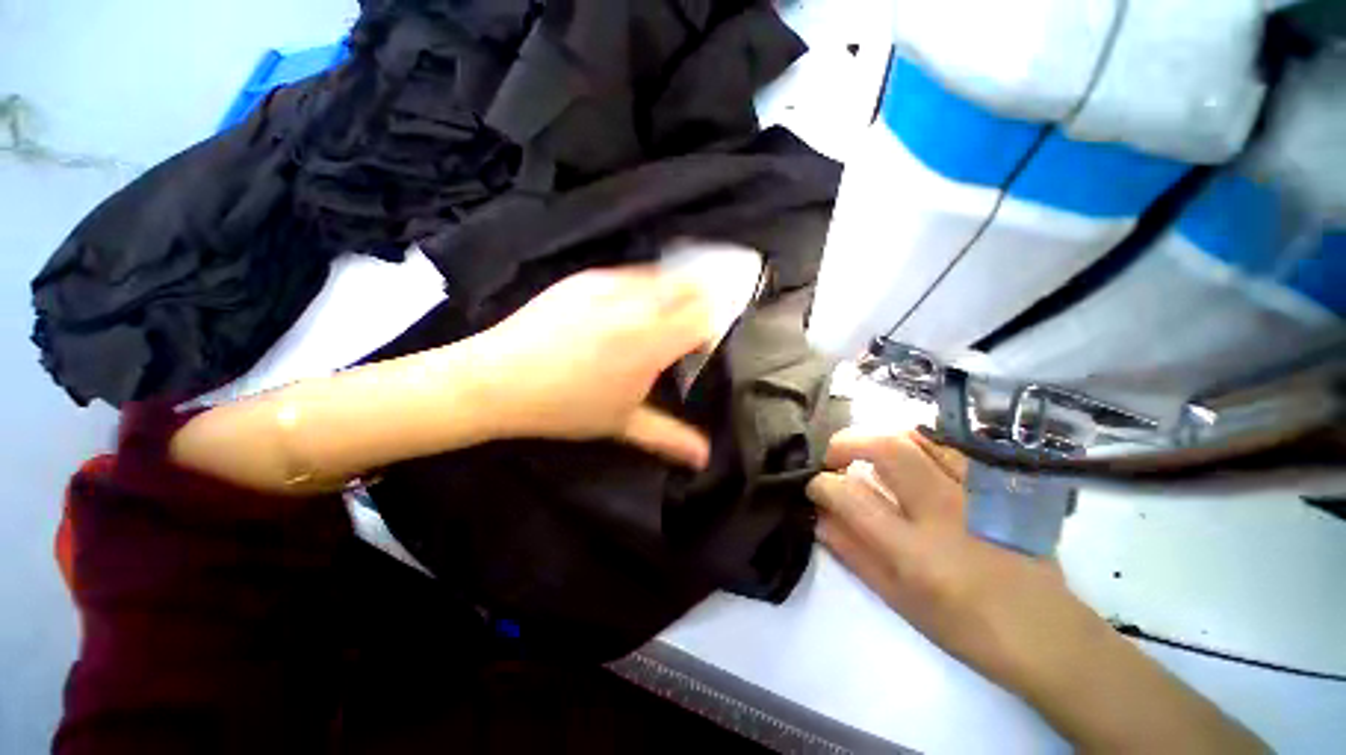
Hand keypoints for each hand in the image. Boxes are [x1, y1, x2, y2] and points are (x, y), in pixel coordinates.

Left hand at [471, 265, 713, 467]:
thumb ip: (670, 436)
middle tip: (682, 332)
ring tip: (653, 321)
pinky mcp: (587, 277)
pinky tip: (624, 311)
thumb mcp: (622, 423)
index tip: (696, 350)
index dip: (708, 332)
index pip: (703, 319)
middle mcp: (637, 307)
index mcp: (650, 344)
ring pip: (662, 277)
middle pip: (690, 288)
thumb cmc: (565, 407)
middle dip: (697, 306)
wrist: (498, 380)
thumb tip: (705, 457)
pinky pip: (631, 275)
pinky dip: (642, 288)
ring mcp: (610, 285)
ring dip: (671, 295)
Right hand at [808, 430, 1267, 753]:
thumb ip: (852, 552)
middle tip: (835, 458)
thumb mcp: (897, 600)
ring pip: (917, 436)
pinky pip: (947, 445)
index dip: (821, 484)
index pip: (850, 495)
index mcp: (915, 551)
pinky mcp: (996, 483)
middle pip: (886, 447)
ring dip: (879, 438)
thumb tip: (818, 516)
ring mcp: (976, 491)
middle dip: (846, 443)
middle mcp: (945, 511)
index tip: (814, 487)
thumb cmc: (965, 627)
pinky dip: (916, 442)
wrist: (1046, 632)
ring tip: (868, 457)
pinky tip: (909, 459)